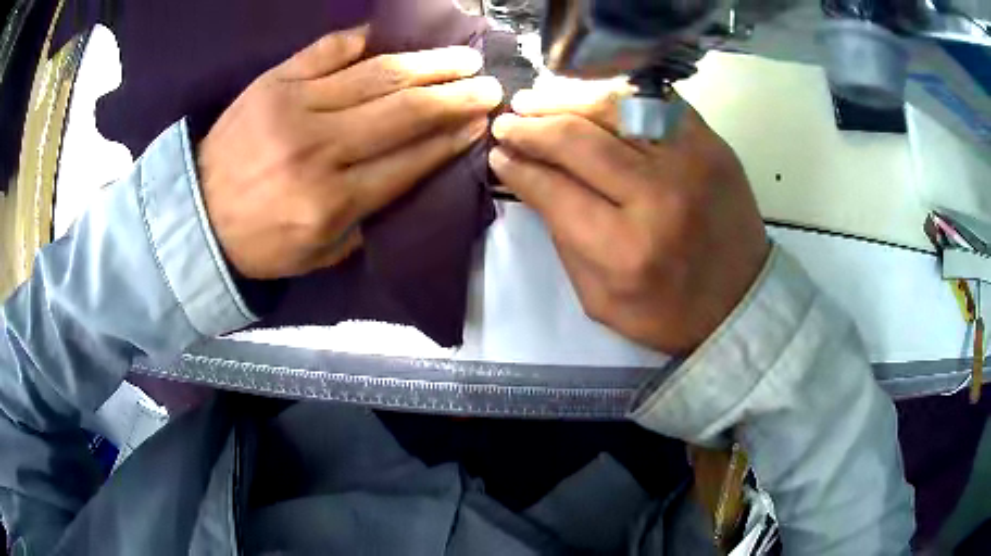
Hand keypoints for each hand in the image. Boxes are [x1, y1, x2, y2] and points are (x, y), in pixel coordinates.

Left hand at [198, 27, 502, 278]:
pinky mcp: (273, 82)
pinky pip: (326, 50)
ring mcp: (294, 106)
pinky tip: (387, 38)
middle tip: (489, 84)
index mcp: (332, 200)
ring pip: (376, 75)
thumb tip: (410, 174)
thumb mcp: (319, 255)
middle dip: (455, 95)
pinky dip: (360, 41)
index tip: (480, 122)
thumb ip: (367, 219)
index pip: (409, 160)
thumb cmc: (259, 242)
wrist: (195, 217)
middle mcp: (319, 148)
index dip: (451, 138)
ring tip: (461, 57)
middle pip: (404, 111)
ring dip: (427, 63)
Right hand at [488, 84, 768, 354]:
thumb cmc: (668, 312)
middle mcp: (657, 196)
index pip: (553, 189)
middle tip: (507, 123)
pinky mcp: (711, 144)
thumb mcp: (600, 299)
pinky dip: (616, 94)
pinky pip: (654, 101)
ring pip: (612, 109)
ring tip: (536, 101)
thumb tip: (534, 181)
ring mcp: (689, 161)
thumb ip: (563, 240)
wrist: (741, 301)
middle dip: (531, 128)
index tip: (498, 155)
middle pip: (577, 140)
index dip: (518, 168)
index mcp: (624, 249)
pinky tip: (590, 97)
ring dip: (564, 101)